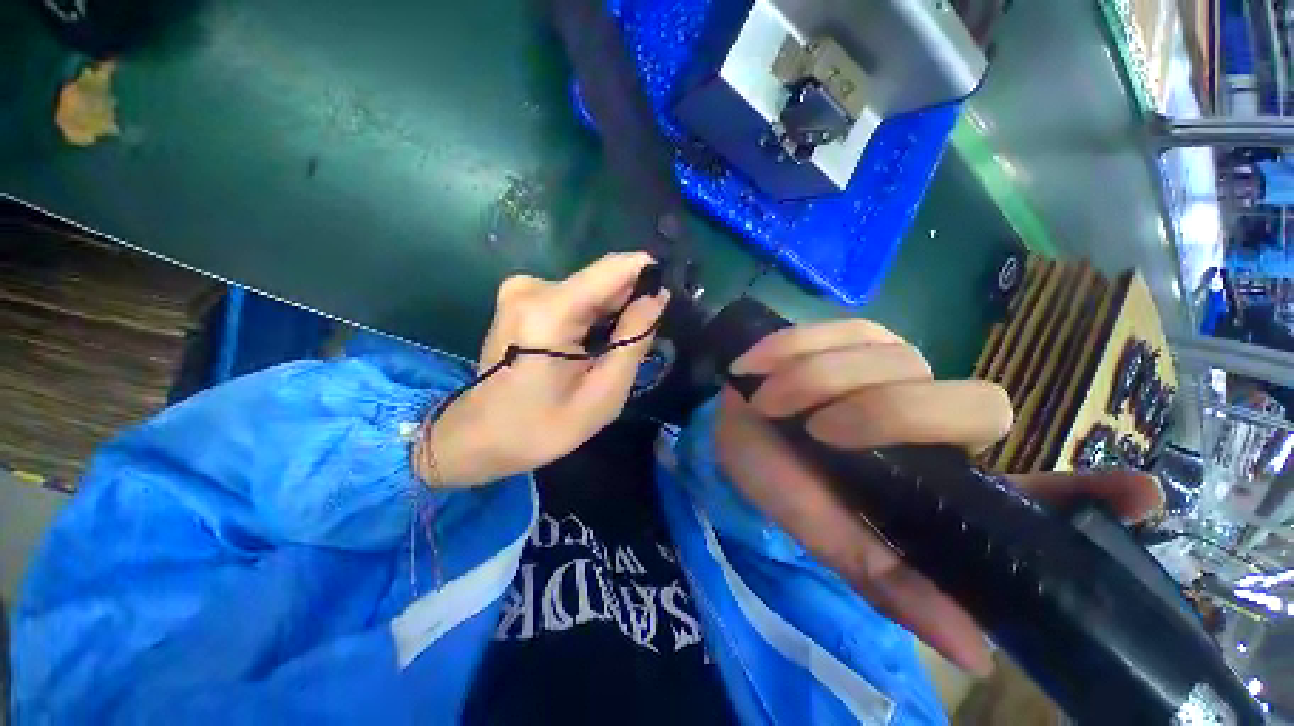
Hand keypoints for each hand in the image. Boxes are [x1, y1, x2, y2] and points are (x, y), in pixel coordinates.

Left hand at [415, 253, 668, 486]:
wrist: (479, 437)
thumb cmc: (542, 427)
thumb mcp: (603, 393)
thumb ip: (633, 340)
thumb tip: (657, 298)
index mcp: (549, 311)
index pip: (614, 269)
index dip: (648, 275)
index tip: (670, 296)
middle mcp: (532, 287)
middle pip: (602, 280)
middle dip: (629, 303)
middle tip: (642, 339)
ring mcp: (521, 289)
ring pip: (589, 290)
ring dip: (610, 314)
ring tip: (612, 350)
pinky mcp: (519, 298)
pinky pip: (572, 297)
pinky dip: (590, 317)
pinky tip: (589, 346)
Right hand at [717, 320, 1164, 674]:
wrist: (731, 425)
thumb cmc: (773, 478)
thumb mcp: (822, 533)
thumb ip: (888, 579)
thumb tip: (977, 651)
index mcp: (933, 482)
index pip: (1035, 491)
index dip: (1091, 493)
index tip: (1143, 495)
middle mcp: (932, 417)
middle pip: (973, 405)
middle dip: (886, 414)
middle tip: (818, 430)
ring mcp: (896, 365)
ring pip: (894, 362)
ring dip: (817, 382)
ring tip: (772, 403)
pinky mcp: (856, 332)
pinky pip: (842, 333)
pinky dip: (796, 351)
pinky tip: (763, 369)